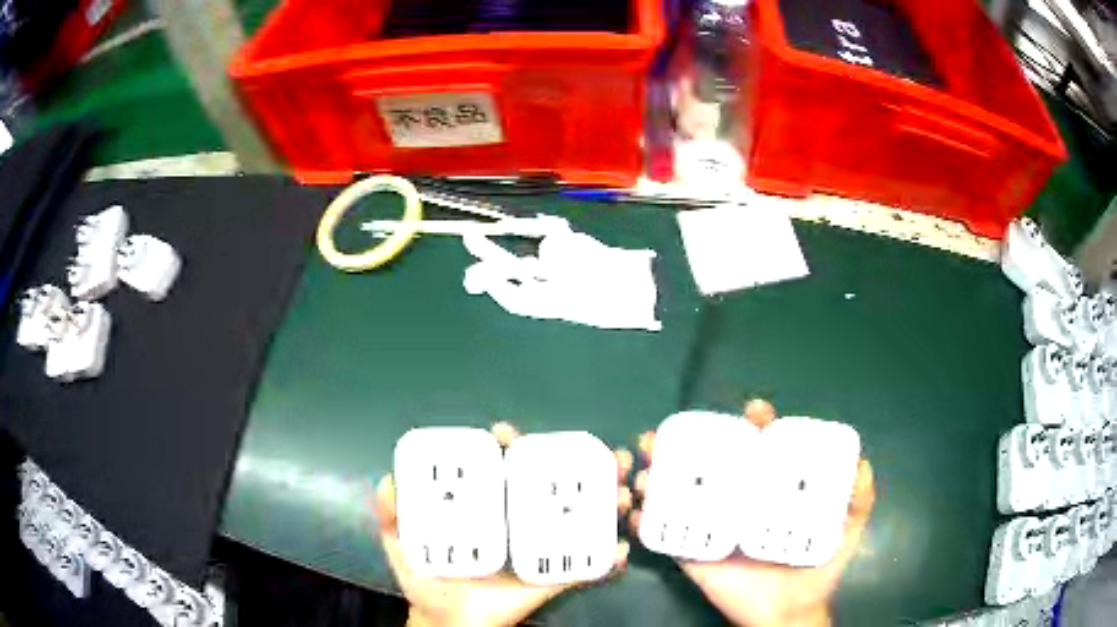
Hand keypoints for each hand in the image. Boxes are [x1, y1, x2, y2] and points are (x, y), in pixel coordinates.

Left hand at [375, 422, 632, 626]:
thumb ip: (390, 514)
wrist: (449, 623)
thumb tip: (388, 481)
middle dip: (583, 465)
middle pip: (554, 485)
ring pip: (579, 518)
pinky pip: (586, 568)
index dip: (510, 446)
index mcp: (489, 508)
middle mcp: (519, 520)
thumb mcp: (402, 544)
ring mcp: (540, 548)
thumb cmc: (427, 581)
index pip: (505, 467)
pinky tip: (622, 550)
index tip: (508, 434)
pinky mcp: (553, 577)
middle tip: (602, 453)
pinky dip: (609, 560)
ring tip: (623, 491)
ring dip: (608, 502)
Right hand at [631, 400, 875, 626]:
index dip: (754, 425)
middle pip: (707, 464)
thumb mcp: (846, 531)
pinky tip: (635, 509)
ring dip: (654, 476)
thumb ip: (860, 500)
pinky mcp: (694, 554)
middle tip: (665, 437)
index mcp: (769, 491)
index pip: (758, 448)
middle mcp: (737, 501)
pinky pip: (665, 535)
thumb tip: (862, 464)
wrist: (788, 614)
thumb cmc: (818, 570)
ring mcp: (713, 526)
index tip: (755, 412)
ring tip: (644, 468)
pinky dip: (644, 520)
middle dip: (681, 444)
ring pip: (678, 493)